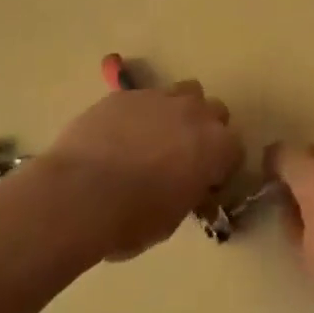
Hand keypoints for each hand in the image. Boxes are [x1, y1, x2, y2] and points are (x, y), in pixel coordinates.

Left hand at [40, 81, 243, 261]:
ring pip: (182, 93)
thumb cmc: (131, 219)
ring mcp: (157, 98)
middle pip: (214, 111)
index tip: (205, 183)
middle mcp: (194, 113)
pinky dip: (139, 114)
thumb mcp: (173, 219)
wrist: (78, 195)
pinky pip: (142, 98)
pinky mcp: (123, 95)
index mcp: (216, 147)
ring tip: (155, 138)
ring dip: (177, 112)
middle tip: (183, 156)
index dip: (221, 167)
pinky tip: (119, 136)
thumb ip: (189, 193)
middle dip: (204, 130)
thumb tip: (185, 187)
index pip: (235, 149)